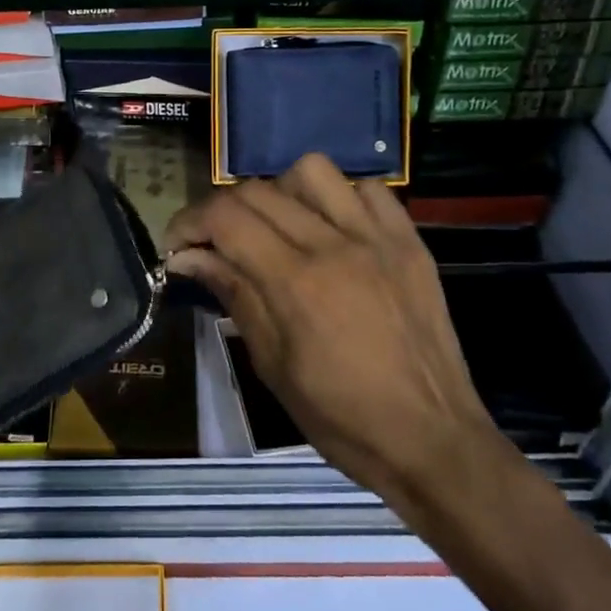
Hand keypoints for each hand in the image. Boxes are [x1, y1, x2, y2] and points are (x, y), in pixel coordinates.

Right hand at [164, 154, 505, 525]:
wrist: (432, 439)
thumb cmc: (341, 417)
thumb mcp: (272, 365)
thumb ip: (234, 295)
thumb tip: (189, 257)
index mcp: (296, 282)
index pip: (226, 217)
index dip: (189, 222)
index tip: (178, 245)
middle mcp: (334, 244)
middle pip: (258, 190)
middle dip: (222, 210)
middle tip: (216, 243)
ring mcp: (377, 237)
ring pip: (312, 171)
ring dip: (280, 192)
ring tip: (278, 227)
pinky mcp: (409, 241)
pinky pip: (368, 189)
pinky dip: (340, 198)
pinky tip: (333, 229)